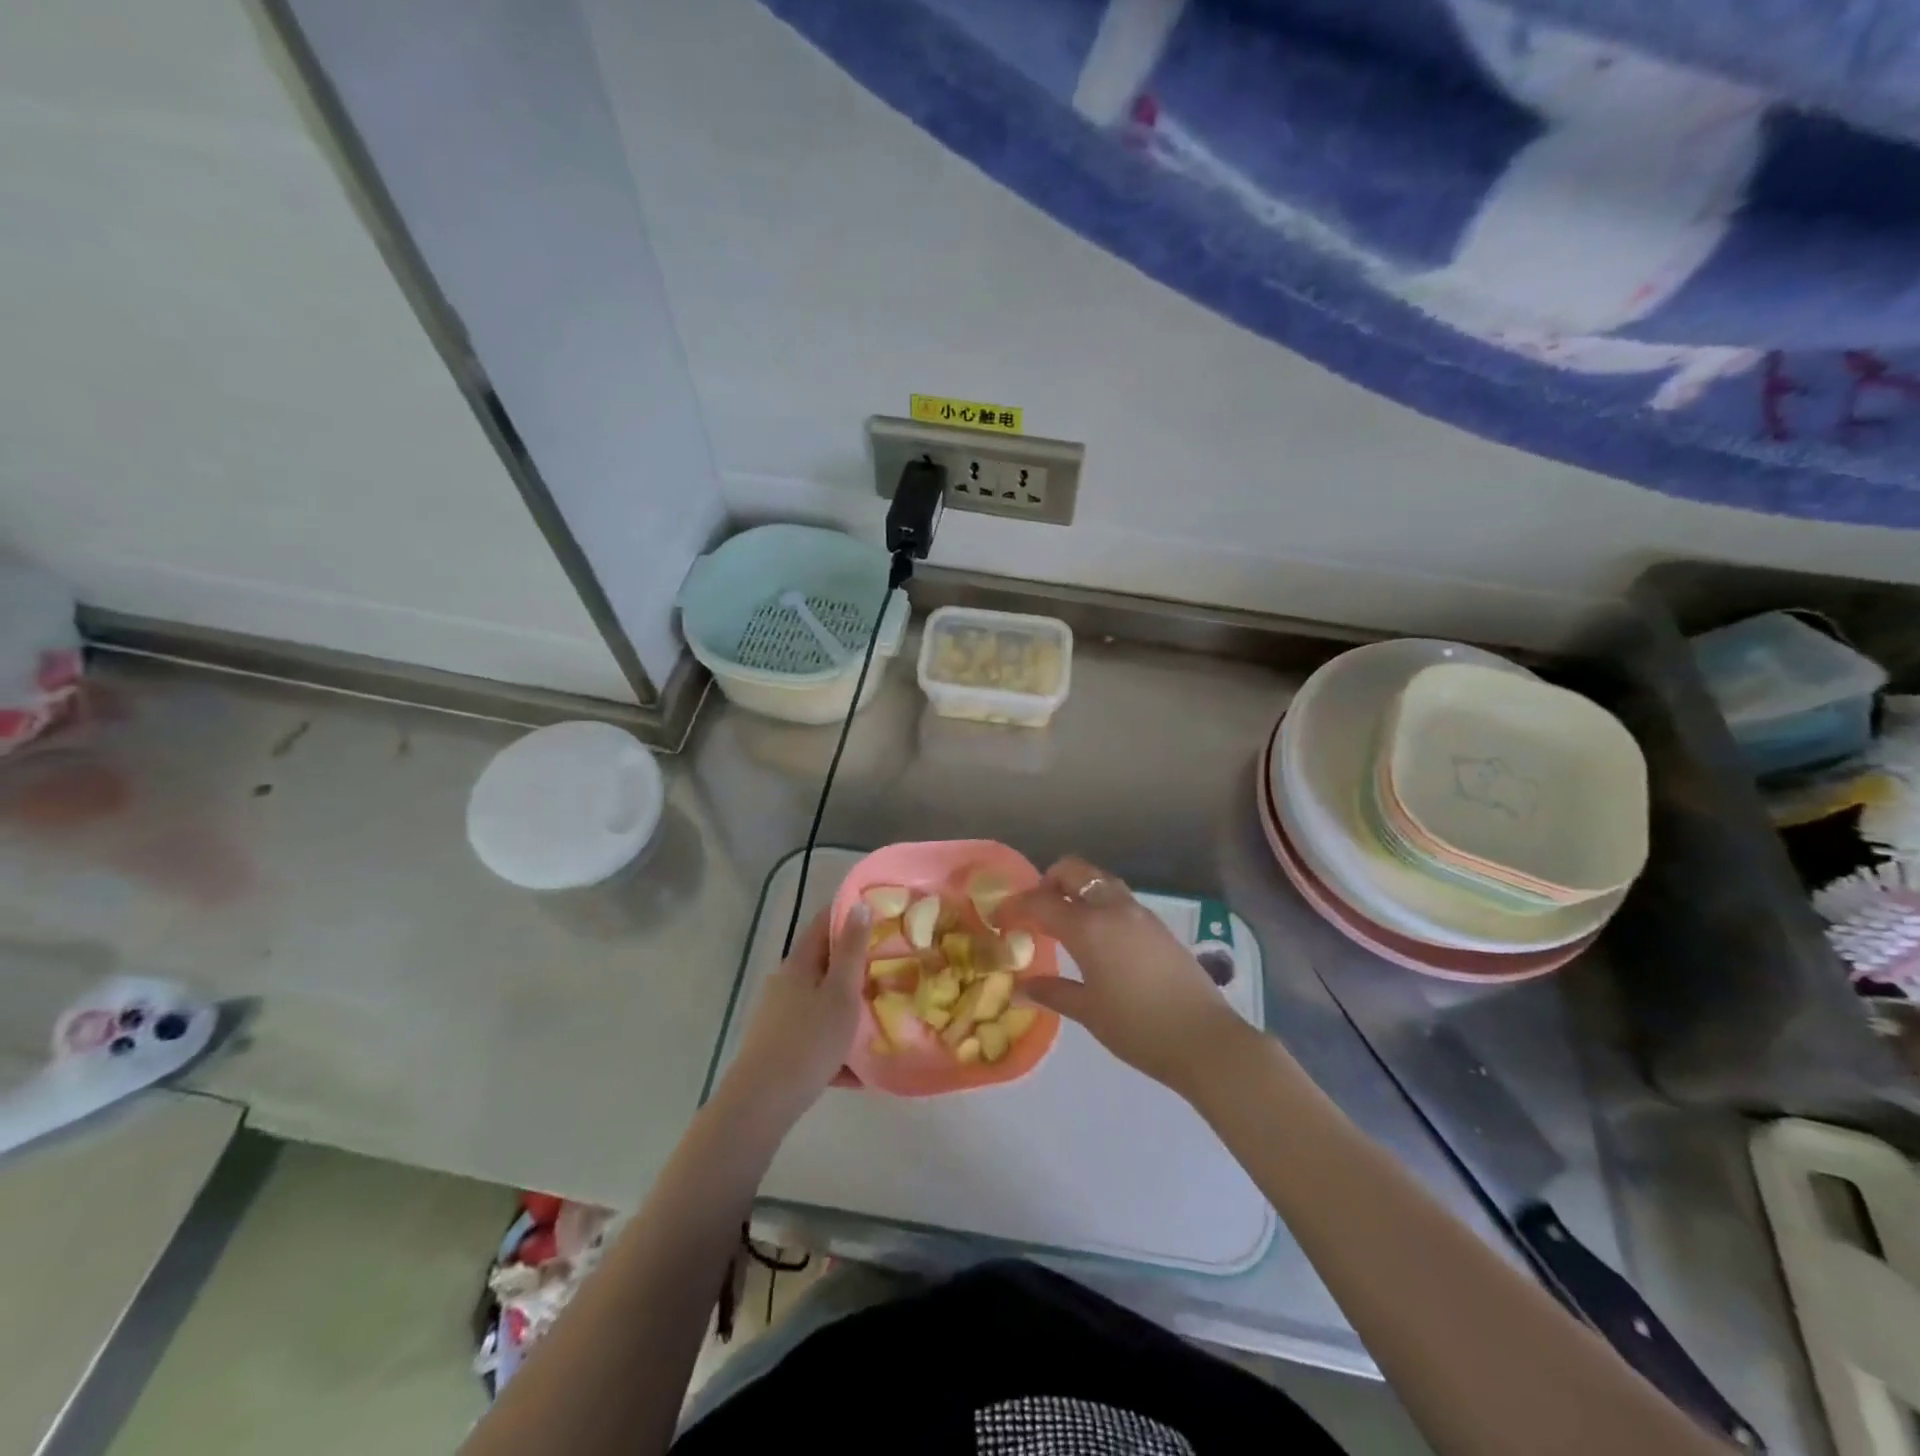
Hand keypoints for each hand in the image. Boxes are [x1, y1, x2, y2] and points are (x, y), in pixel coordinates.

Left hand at [715, 906, 867, 1128]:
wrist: (762, 1103)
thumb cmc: (808, 1041)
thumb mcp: (840, 993)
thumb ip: (851, 951)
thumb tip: (857, 904)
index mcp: (800, 963)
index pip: (825, 922)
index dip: (850, 913)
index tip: (882, 914)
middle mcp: (786, 982)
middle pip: (825, 963)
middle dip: (855, 964)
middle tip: (891, 968)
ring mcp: (779, 1015)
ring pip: (821, 1000)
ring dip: (848, 1005)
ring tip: (880, 1017)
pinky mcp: (779, 1045)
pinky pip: (815, 1034)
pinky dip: (836, 1043)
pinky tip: (859, 1069)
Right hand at [998, 856, 1253, 1100]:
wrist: (1204, 1039)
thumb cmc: (1138, 1028)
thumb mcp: (1089, 1012)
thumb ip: (1053, 992)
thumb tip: (1022, 987)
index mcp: (1089, 927)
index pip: (1040, 902)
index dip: (1015, 907)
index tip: (999, 919)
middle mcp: (1113, 908)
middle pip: (1073, 871)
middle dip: (1047, 882)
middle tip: (1034, 910)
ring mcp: (1139, 913)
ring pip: (1099, 880)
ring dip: (1076, 890)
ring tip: (1063, 922)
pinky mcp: (1157, 925)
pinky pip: (1118, 898)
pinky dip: (1098, 903)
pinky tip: (1096, 937)